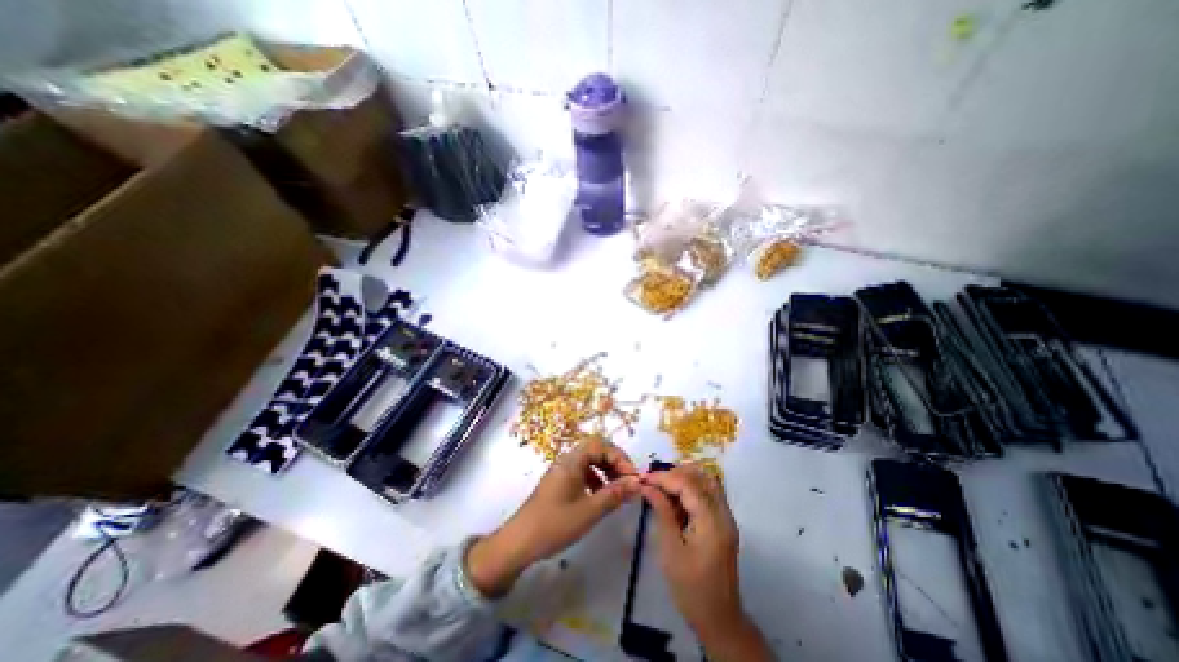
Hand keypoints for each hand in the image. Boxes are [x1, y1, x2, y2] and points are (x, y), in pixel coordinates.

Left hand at [466, 439, 640, 593]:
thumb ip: (614, 494)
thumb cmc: (555, 524)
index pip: (601, 445)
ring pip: (589, 461)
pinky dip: (596, 479)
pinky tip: (600, 496)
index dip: (619, 457)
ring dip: (606, 470)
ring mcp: (562, 470)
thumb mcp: (589, 511)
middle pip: (596, 449)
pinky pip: (582, 472)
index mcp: (572, 461)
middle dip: (614, 462)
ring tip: (617, 489)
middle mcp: (567, 460)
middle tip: (628, 481)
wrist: (519, 542)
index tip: (632, 477)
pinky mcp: (560, 482)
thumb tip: (637, 483)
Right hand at [644, 464, 774, 661]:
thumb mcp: (670, 549)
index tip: (643, 479)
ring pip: (706, 482)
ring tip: (662, 488)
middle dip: (675, 474)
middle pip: (701, 477)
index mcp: (712, 521)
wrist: (718, 620)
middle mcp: (723, 514)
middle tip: (653, 483)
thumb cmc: (690, 588)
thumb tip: (648, 486)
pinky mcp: (723, 523)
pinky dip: (691, 490)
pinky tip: (674, 500)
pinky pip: (708, 495)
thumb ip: (662, 511)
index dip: (664, 477)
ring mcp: (726, 518)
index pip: (688, 484)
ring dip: (684, 479)